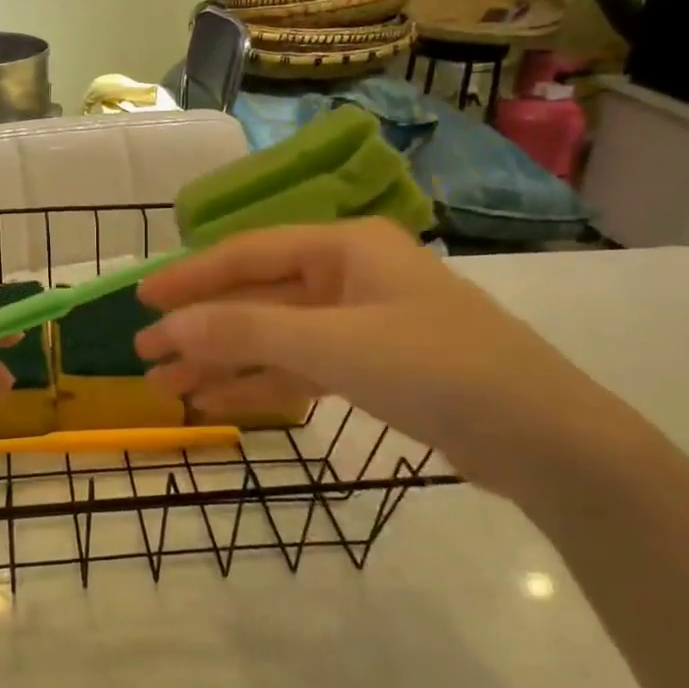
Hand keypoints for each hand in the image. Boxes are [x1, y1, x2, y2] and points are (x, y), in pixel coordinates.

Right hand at [136, 221, 651, 500]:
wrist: (546, 441)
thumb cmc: (437, 369)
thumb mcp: (334, 345)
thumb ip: (247, 331)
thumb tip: (169, 326)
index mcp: (344, 246)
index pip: (247, 254)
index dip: (190, 277)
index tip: (142, 301)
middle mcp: (348, 275)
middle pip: (256, 297)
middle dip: (201, 328)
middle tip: (145, 354)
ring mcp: (359, 323)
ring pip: (273, 336)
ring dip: (222, 361)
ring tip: (167, 388)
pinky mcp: (371, 367)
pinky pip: (299, 367)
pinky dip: (260, 383)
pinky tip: (217, 402)